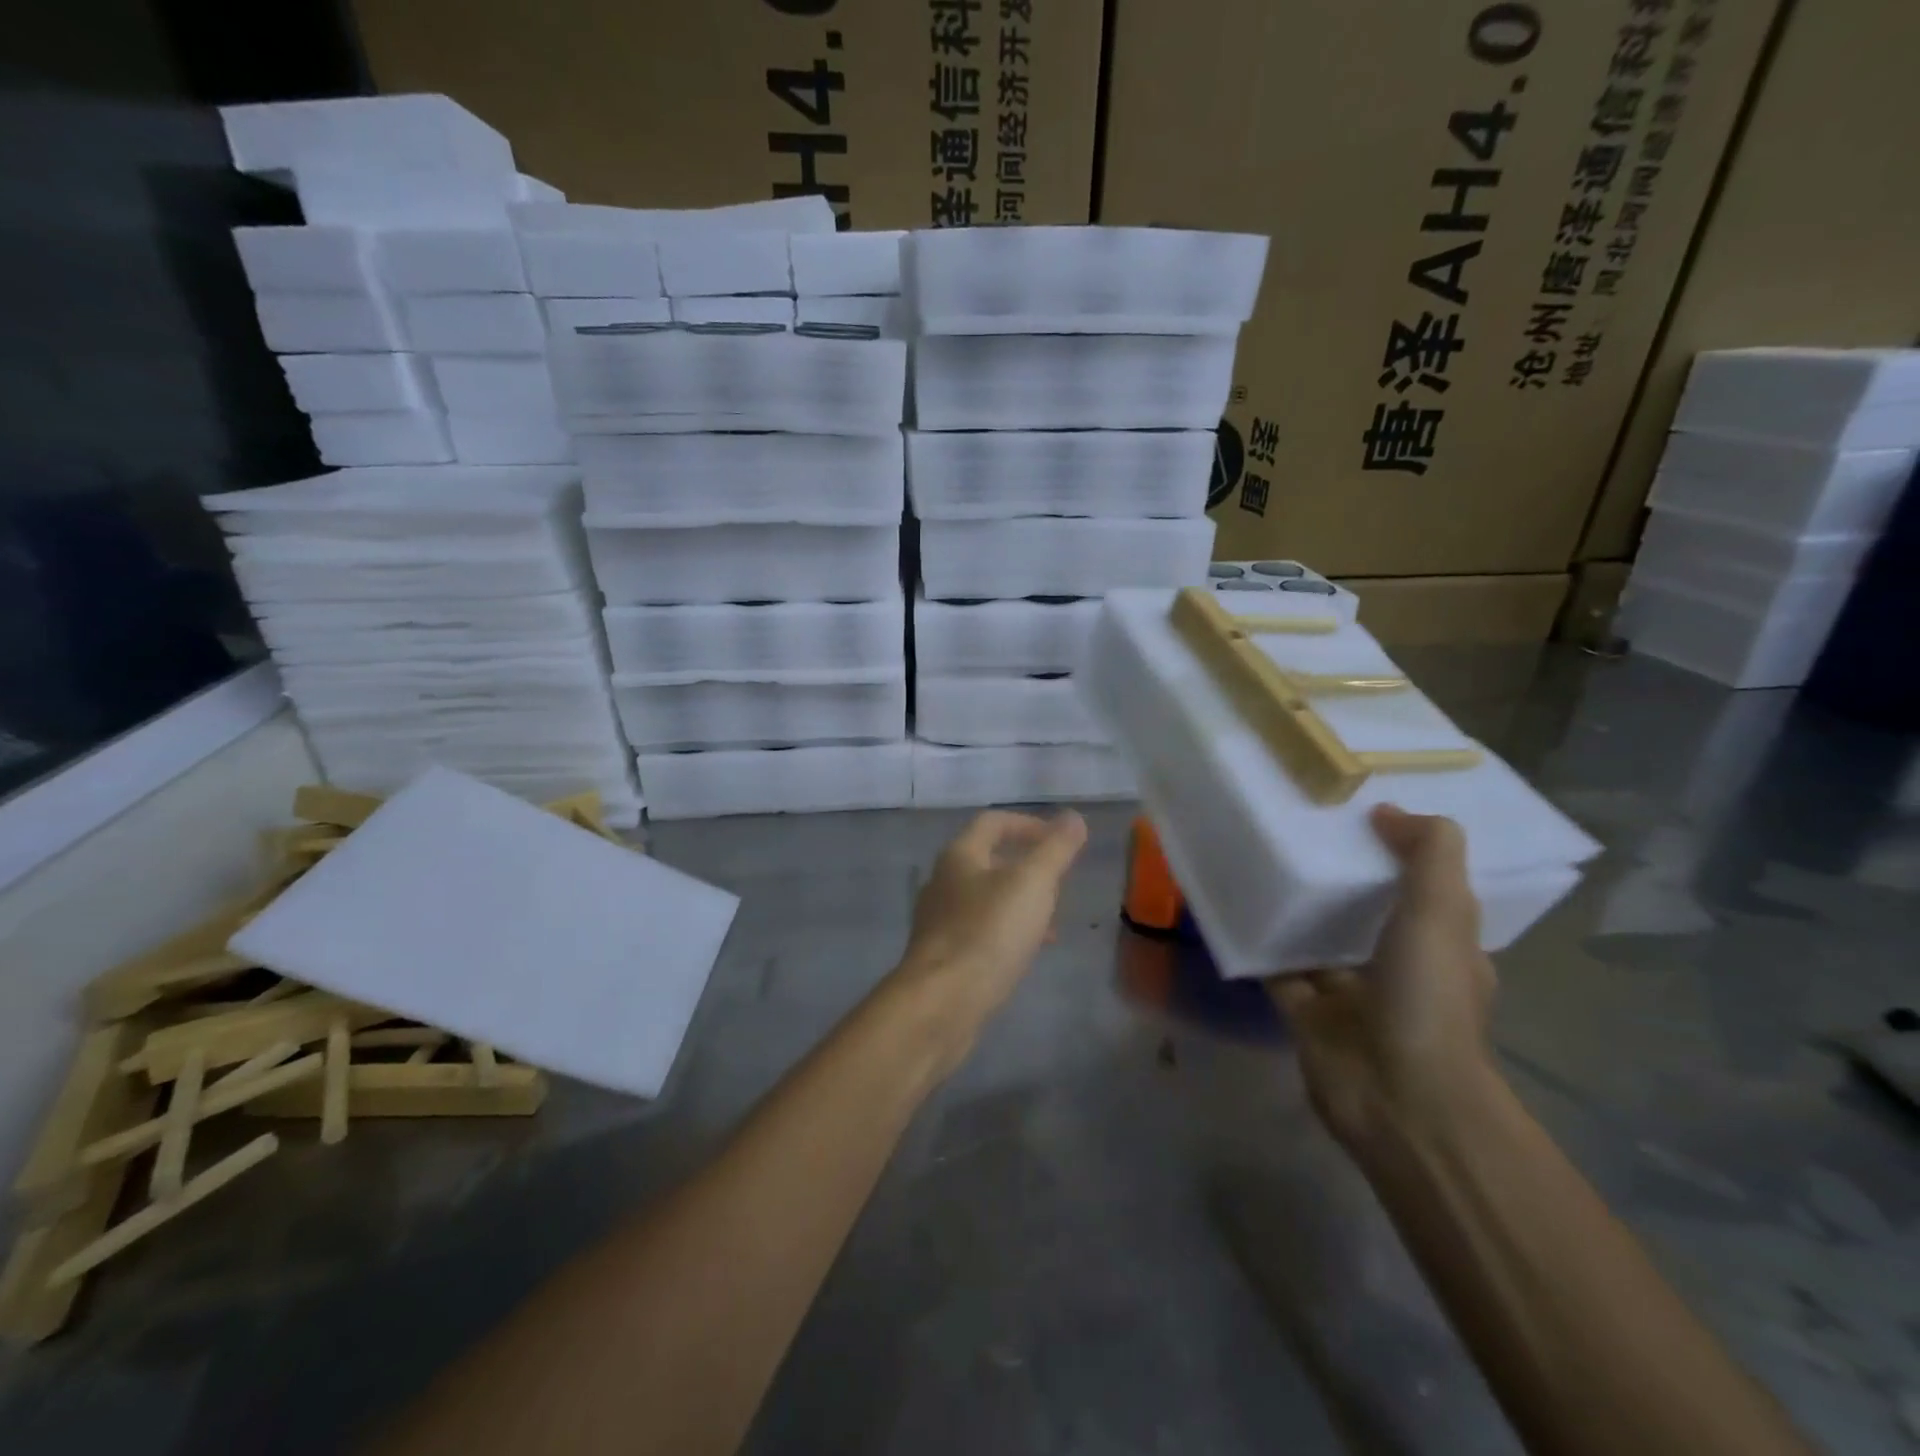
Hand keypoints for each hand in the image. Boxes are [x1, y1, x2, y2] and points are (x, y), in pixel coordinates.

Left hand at [896, 810, 1087, 1031]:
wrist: (941, 1003)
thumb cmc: (988, 933)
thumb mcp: (1032, 884)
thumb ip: (1055, 849)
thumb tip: (1074, 817)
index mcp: (960, 855)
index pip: (993, 822)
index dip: (1028, 824)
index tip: (1060, 840)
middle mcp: (943, 881)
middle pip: (988, 859)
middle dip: (1027, 865)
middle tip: (1060, 880)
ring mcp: (939, 920)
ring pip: (986, 898)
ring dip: (1020, 901)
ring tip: (1053, 920)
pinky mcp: (943, 955)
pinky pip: (981, 930)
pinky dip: (1008, 930)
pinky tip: (1029, 951)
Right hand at [1269, 805, 1498, 1155]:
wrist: (1396, 1095)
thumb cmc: (1428, 999)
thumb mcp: (1442, 913)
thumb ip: (1428, 854)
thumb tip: (1388, 811)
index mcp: (1442, 946)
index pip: (1424, 888)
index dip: (1400, 849)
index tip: (1364, 810)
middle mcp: (1395, 966)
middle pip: (1364, 908)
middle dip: (1339, 873)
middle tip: (1301, 823)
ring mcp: (1347, 991)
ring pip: (1316, 935)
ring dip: (1296, 904)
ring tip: (1261, 852)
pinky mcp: (1303, 1009)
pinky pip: (1275, 962)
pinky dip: (1257, 938)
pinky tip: (1232, 900)